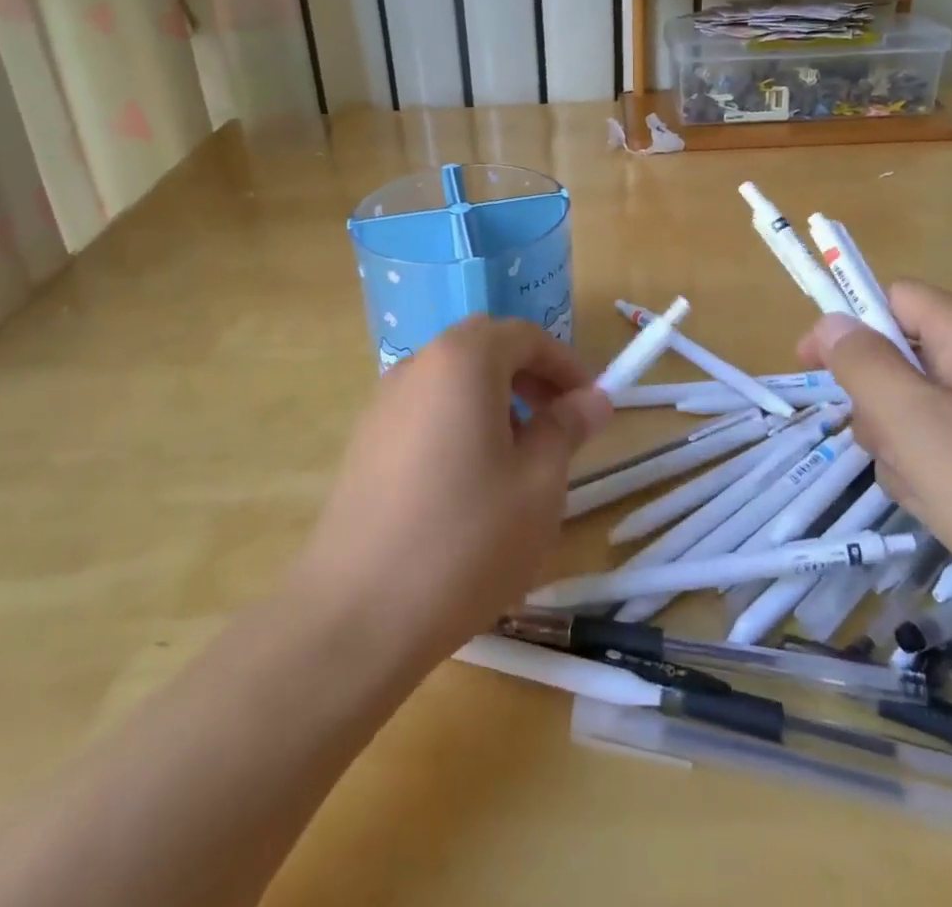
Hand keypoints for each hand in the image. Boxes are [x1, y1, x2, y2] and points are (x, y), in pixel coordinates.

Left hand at [292, 316, 612, 672]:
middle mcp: (418, 366)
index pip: (525, 336)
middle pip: (483, 348)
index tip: (591, 404)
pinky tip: (467, 483)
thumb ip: (567, 428)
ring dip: (493, 398)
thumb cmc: (467, 539)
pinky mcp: (364, 442)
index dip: (566, 364)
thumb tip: (594, 398)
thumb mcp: (539, 483)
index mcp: (463, 361)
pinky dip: (457, 422)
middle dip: (528, 375)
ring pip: (451, 380)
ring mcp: (383, 403)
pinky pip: (424, 410)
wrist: (357, 615)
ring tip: (516, 458)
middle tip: (557, 420)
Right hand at [800, 281, 951, 639]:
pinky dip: (944, 476)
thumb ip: (865, 366)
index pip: (892, 299)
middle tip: (898, 456)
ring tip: (936, 499)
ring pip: (927, 410)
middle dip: (883, 407)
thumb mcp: (920, 427)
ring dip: (909, 450)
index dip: (846, 326)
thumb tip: (833, 322)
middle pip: (907, 358)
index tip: (813, 372)